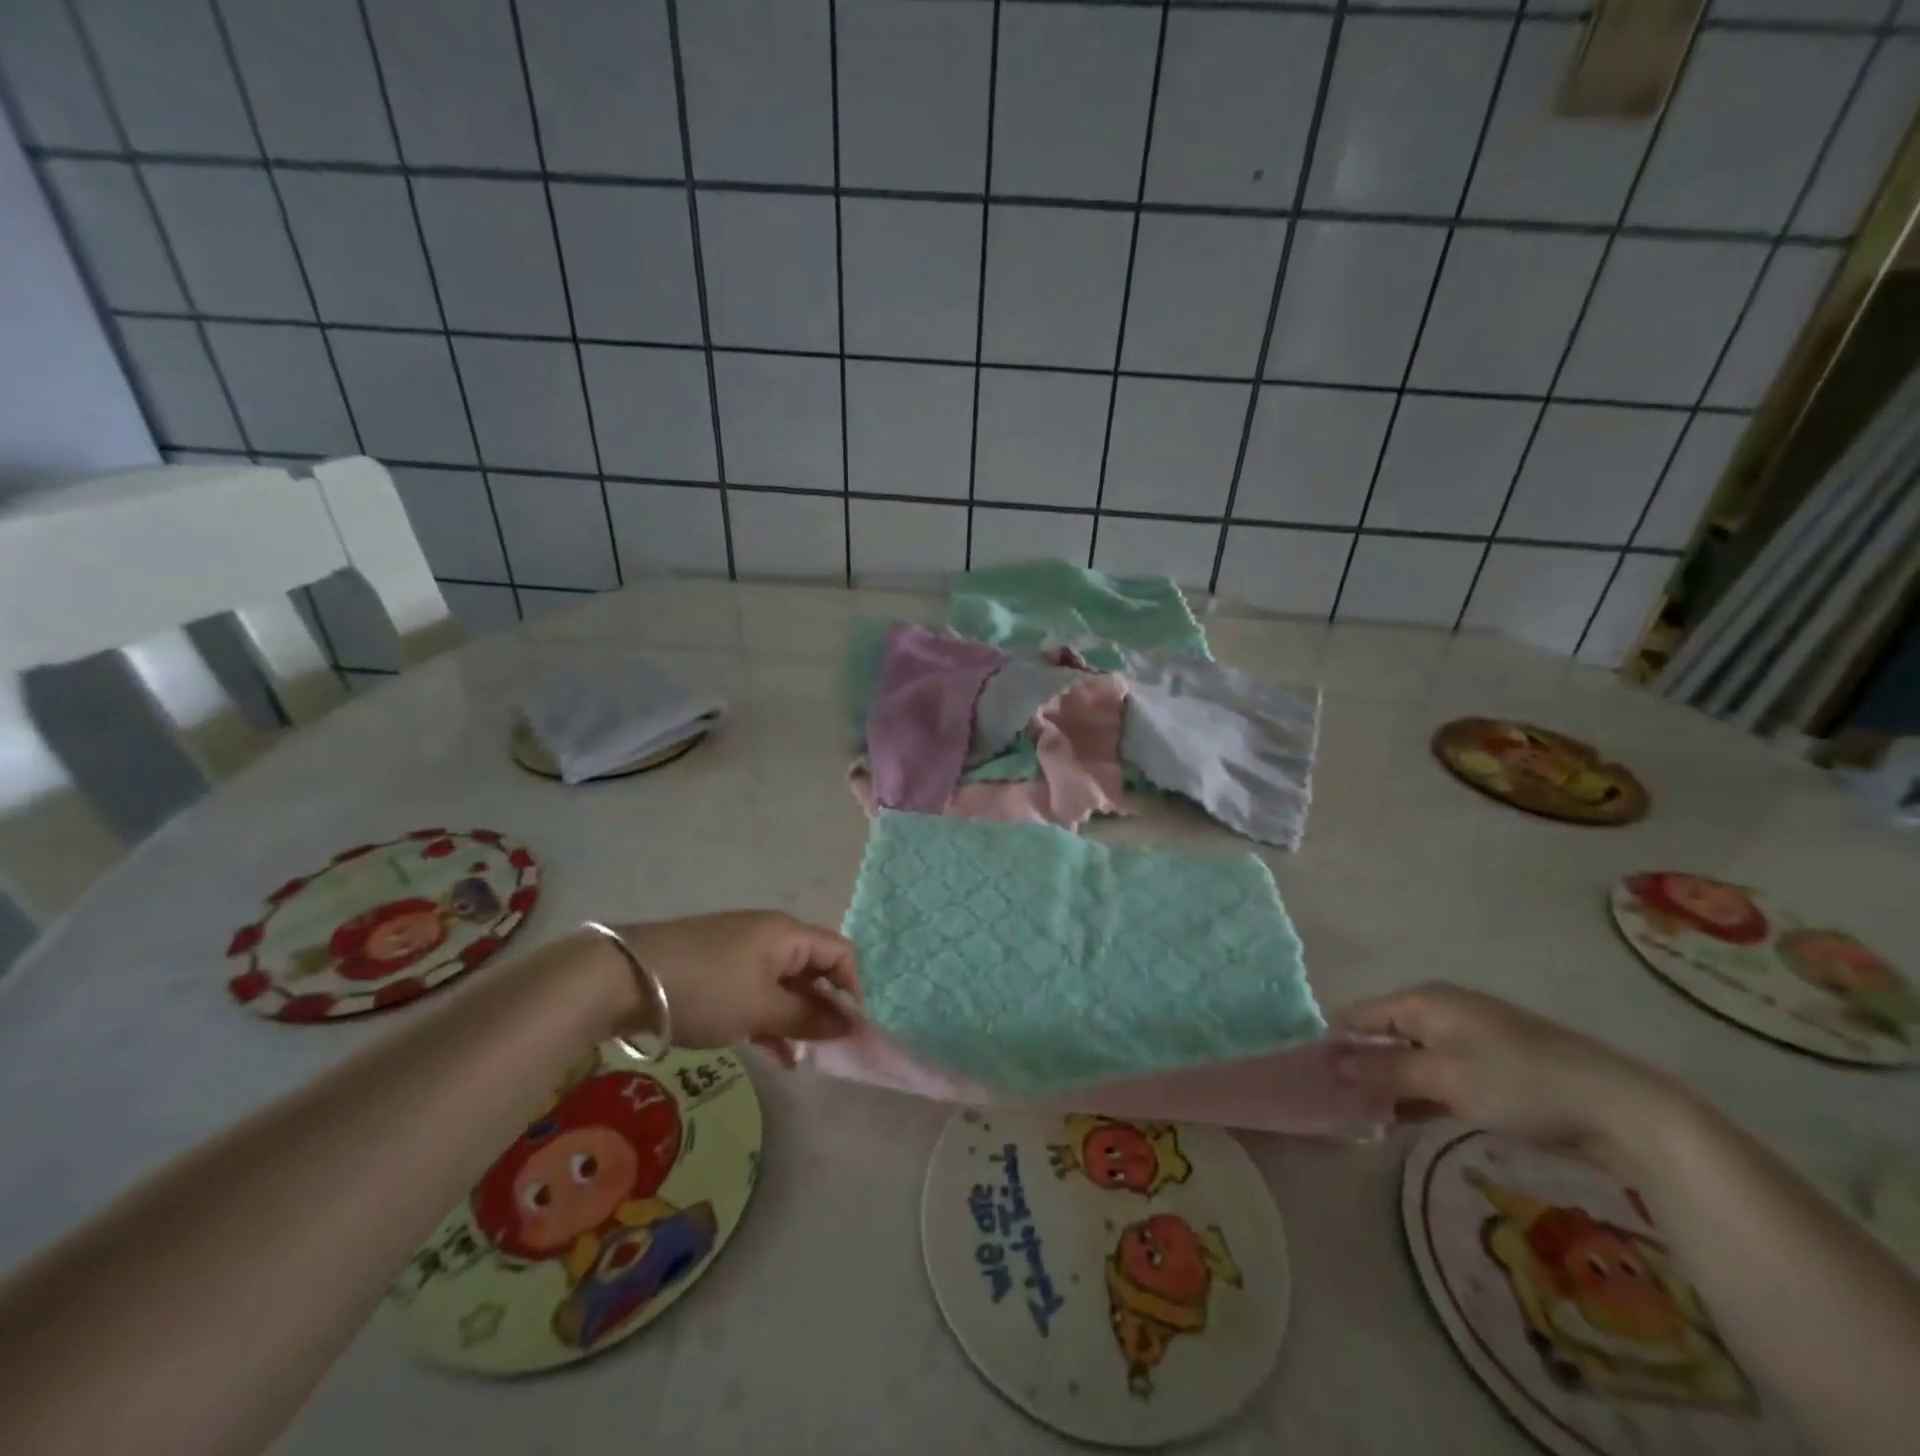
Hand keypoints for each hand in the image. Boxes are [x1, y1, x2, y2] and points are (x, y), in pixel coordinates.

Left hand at [614, 912, 861, 1063]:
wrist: (622, 977)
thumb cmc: (705, 989)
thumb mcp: (760, 1008)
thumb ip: (807, 1017)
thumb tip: (848, 1024)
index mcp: (787, 934)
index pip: (839, 952)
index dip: (852, 988)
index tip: (849, 1030)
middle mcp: (769, 935)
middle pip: (813, 967)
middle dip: (823, 1007)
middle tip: (825, 1049)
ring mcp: (740, 950)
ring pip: (783, 983)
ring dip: (795, 1017)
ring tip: (798, 1058)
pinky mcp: (716, 967)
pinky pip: (756, 989)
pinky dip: (768, 1016)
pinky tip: (770, 1052)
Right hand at [1331, 982, 1681, 1173]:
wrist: (1619, 1110)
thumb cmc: (1519, 1083)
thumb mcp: (1445, 1078)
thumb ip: (1385, 1071)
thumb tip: (1331, 1065)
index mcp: (1424, 1001)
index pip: (1360, 1014)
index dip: (1333, 1041)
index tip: (1309, 1074)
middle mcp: (1441, 1012)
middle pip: (1382, 1034)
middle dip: (1357, 1065)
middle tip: (1331, 1101)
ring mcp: (1468, 1040)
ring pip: (1409, 1058)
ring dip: (1386, 1084)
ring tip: (1357, 1115)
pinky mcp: (1489, 1070)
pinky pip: (1436, 1076)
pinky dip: (1416, 1094)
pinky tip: (1398, 1119)